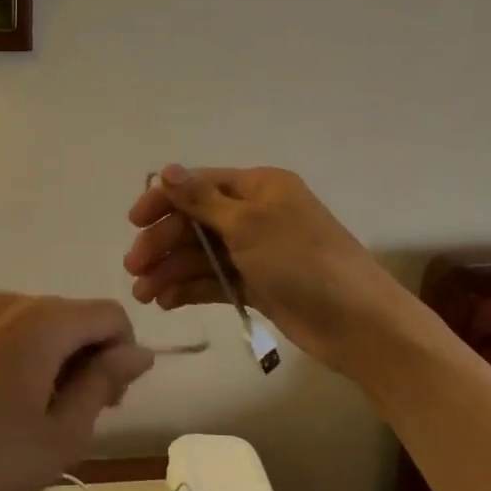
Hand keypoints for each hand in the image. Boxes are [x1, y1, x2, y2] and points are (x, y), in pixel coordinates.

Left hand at [0, 294, 153, 490]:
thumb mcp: (62, 434)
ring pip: (40, 325)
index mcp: (44, 320)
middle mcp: (11, 304)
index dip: (123, 354)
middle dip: (89, 357)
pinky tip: (2, 407)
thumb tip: (139, 351)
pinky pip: (8, 333)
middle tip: (77, 417)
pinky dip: (23, 358)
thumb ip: (104, 382)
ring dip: (57, 359)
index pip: (110, 315)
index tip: (109, 402)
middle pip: (74, 316)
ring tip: (39, 417)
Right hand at [123, 165, 400, 364]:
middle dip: (163, 243)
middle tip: (134, 269)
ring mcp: (257, 251)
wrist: (356, 321)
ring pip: (202, 254)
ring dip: (171, 270)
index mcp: (258, 187)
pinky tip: (166, 302)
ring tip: (144, 295)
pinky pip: (215, 280)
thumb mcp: (247, 223)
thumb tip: (166, 168)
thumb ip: (201, 199)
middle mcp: (256, 214)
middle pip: (196, 221)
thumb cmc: (300, 260)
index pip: (199, 184)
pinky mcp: (258, 285)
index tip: (134, 222)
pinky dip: (190, 288)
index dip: (164, 200)